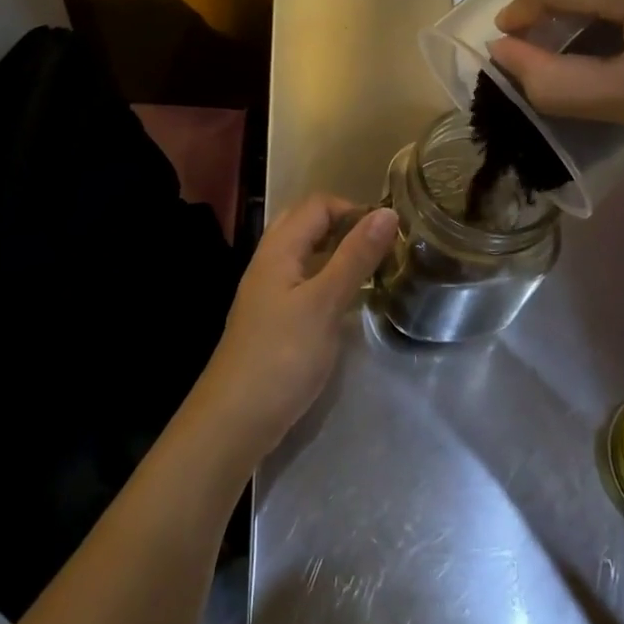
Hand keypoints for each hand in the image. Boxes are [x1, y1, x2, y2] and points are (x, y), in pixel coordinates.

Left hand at [189, 196, 398, 459]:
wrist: (235, 419)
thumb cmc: (282, 356)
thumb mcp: (325, 303)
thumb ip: (355, 257)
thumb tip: (387, 213)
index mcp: (278, 248)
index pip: (318, 204)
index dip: (354, 209)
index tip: (389, 233)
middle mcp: (270, 261)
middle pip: (307, 223)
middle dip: (345, 226)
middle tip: (379, 249)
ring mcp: (268, 290)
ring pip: (305, 253)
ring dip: (337, 252)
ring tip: (372, 270)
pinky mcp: (273, 317)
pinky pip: (303, 280)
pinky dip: (327, 278)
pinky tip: (347, 300)